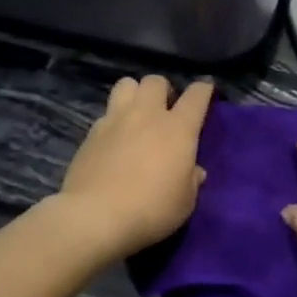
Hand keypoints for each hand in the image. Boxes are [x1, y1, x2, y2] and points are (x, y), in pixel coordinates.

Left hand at [54, 76, 212, 261]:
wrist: (95, 216)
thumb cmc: (151, 209)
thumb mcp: (185, 202)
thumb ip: (191, 181)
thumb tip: (194, 170)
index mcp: (178, 128)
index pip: (196, 95)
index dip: (204, 90)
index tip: (206, 93)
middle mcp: (147, 115)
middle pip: (155, 81)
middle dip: (163, 90)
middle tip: (165, 109)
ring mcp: (115, 120)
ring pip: (126, 84)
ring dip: (135, 94)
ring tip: (137, 114)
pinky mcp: (91, 133)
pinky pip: (106, 113)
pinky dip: (114, 120)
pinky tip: (114, 140)